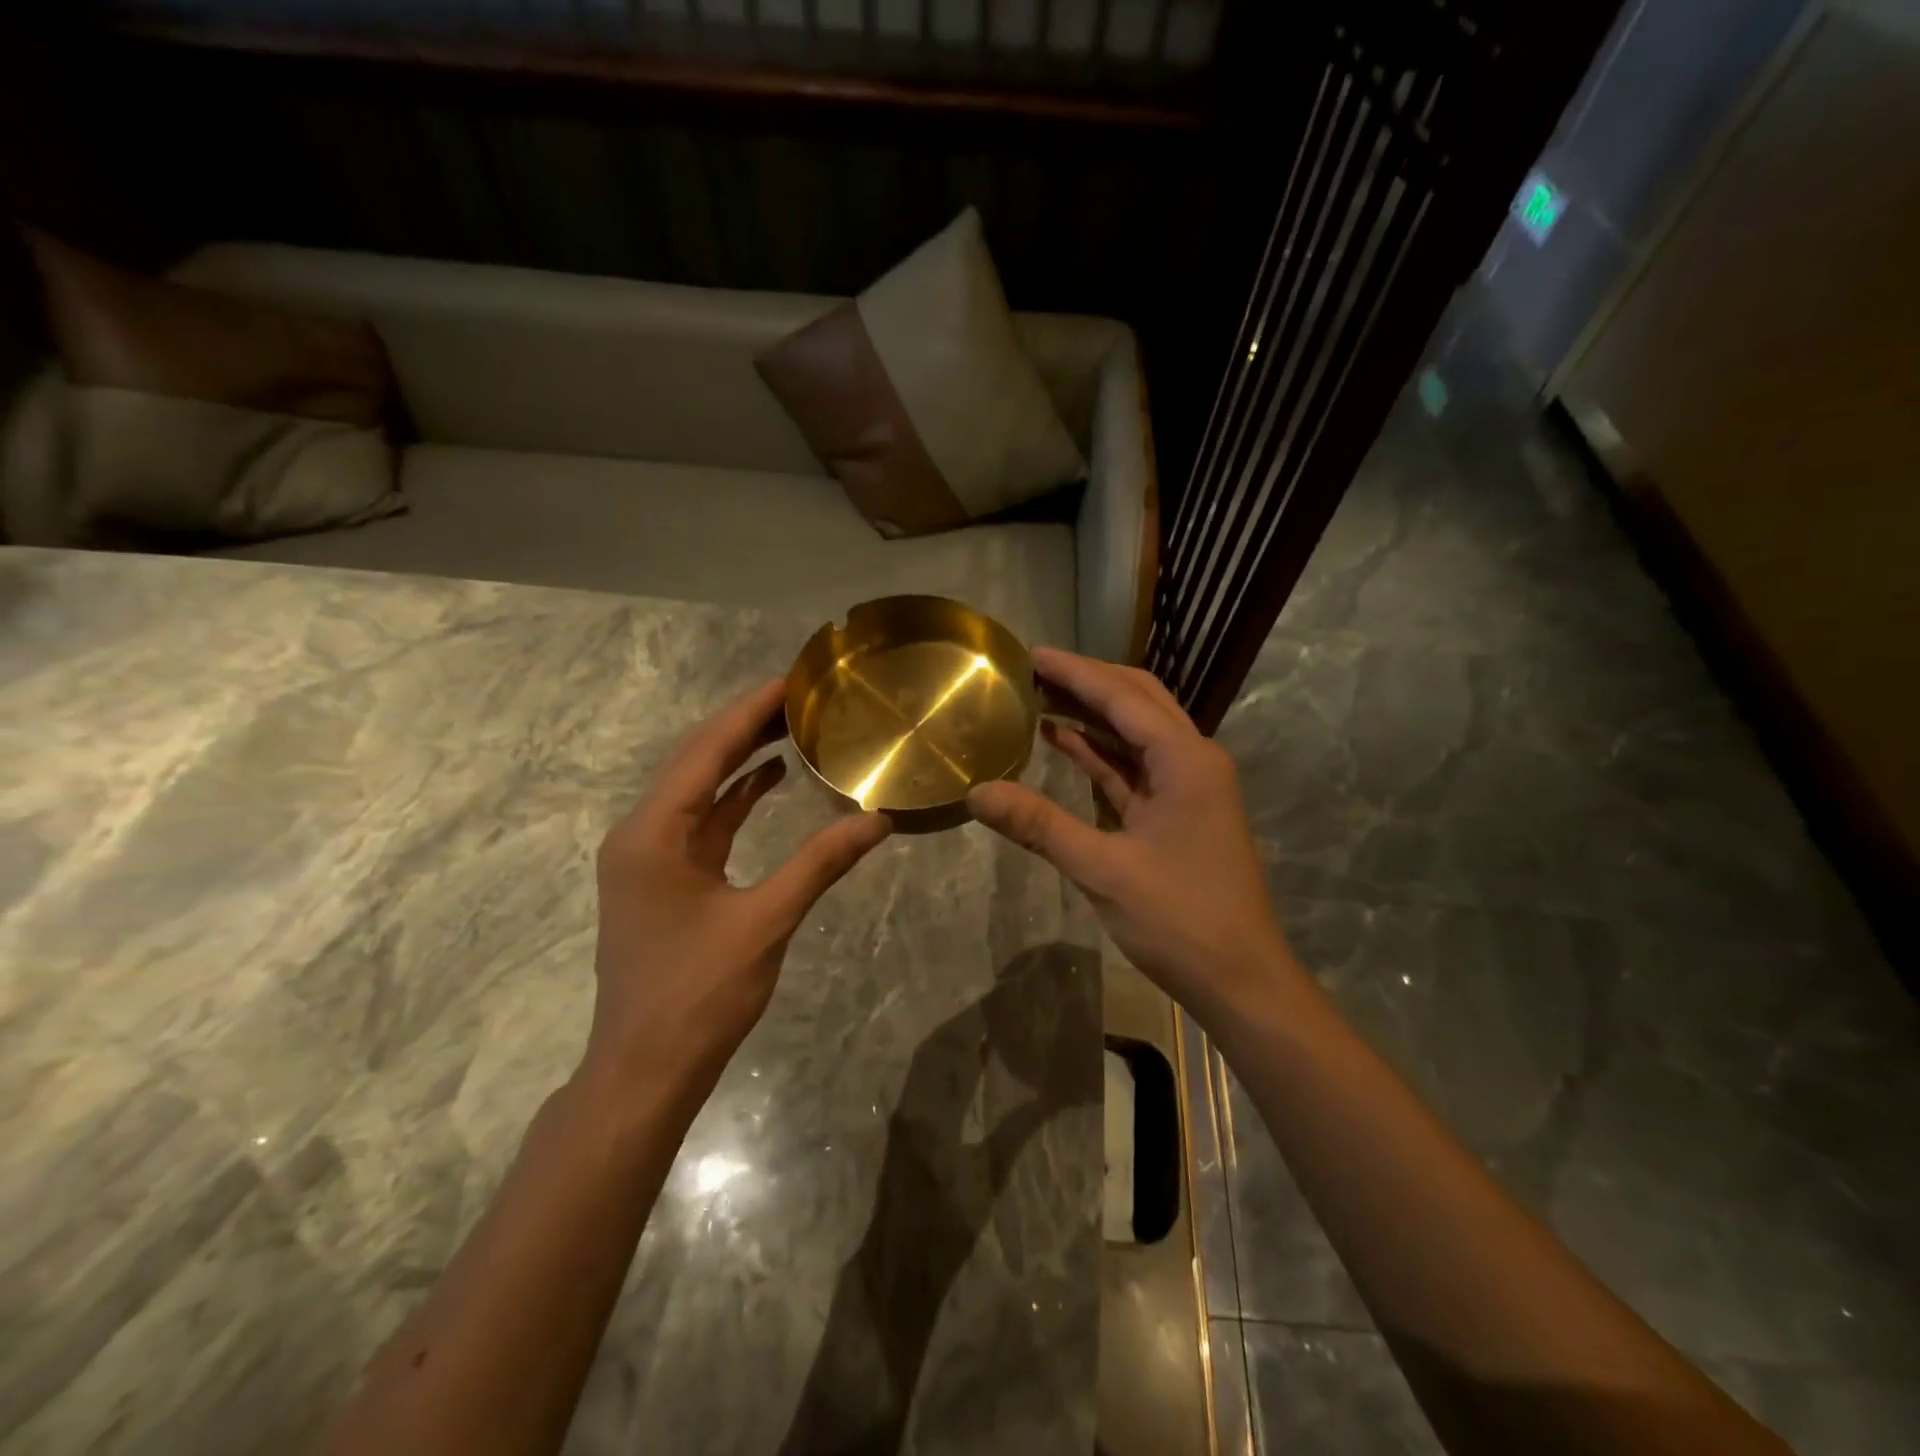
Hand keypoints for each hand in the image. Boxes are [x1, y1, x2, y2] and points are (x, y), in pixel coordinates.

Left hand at [586, 678, 890, 1091]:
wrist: (645, 1070)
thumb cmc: (698, 994)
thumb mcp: (766, 921)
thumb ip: (821, 863)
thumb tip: (878, 819)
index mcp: (653, 833)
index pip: (706, 751)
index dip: (750, 711)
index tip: (792, 680)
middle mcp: (642, 833)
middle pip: (697, 761)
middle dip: (746, 726)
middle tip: (799, 697)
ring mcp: (649, 858)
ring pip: (699, 791)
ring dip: (740, 759)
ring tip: (790, 727)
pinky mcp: (664, 880)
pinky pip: (702, 823)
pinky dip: (734, 800)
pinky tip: (769, 782)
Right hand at [968, 648, 1297, 1028]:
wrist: (1241, 980)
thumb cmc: (1181, 920)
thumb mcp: (1103, 870)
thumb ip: (1039, 826)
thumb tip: (977, 792)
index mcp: (1185, 760)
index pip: (1123, 697)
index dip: (1075, 672)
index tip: (1030, 654)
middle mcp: (1192, 761)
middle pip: (1137, 702)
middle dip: (1086, 683)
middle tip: (1032, 671)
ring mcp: (1187, 787)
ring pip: (1135, 733)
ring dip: (1092, 714)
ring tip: (1038, 697)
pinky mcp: (1176, 813)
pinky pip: (1134, 768)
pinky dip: (1100, 753)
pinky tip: (1063, 742)